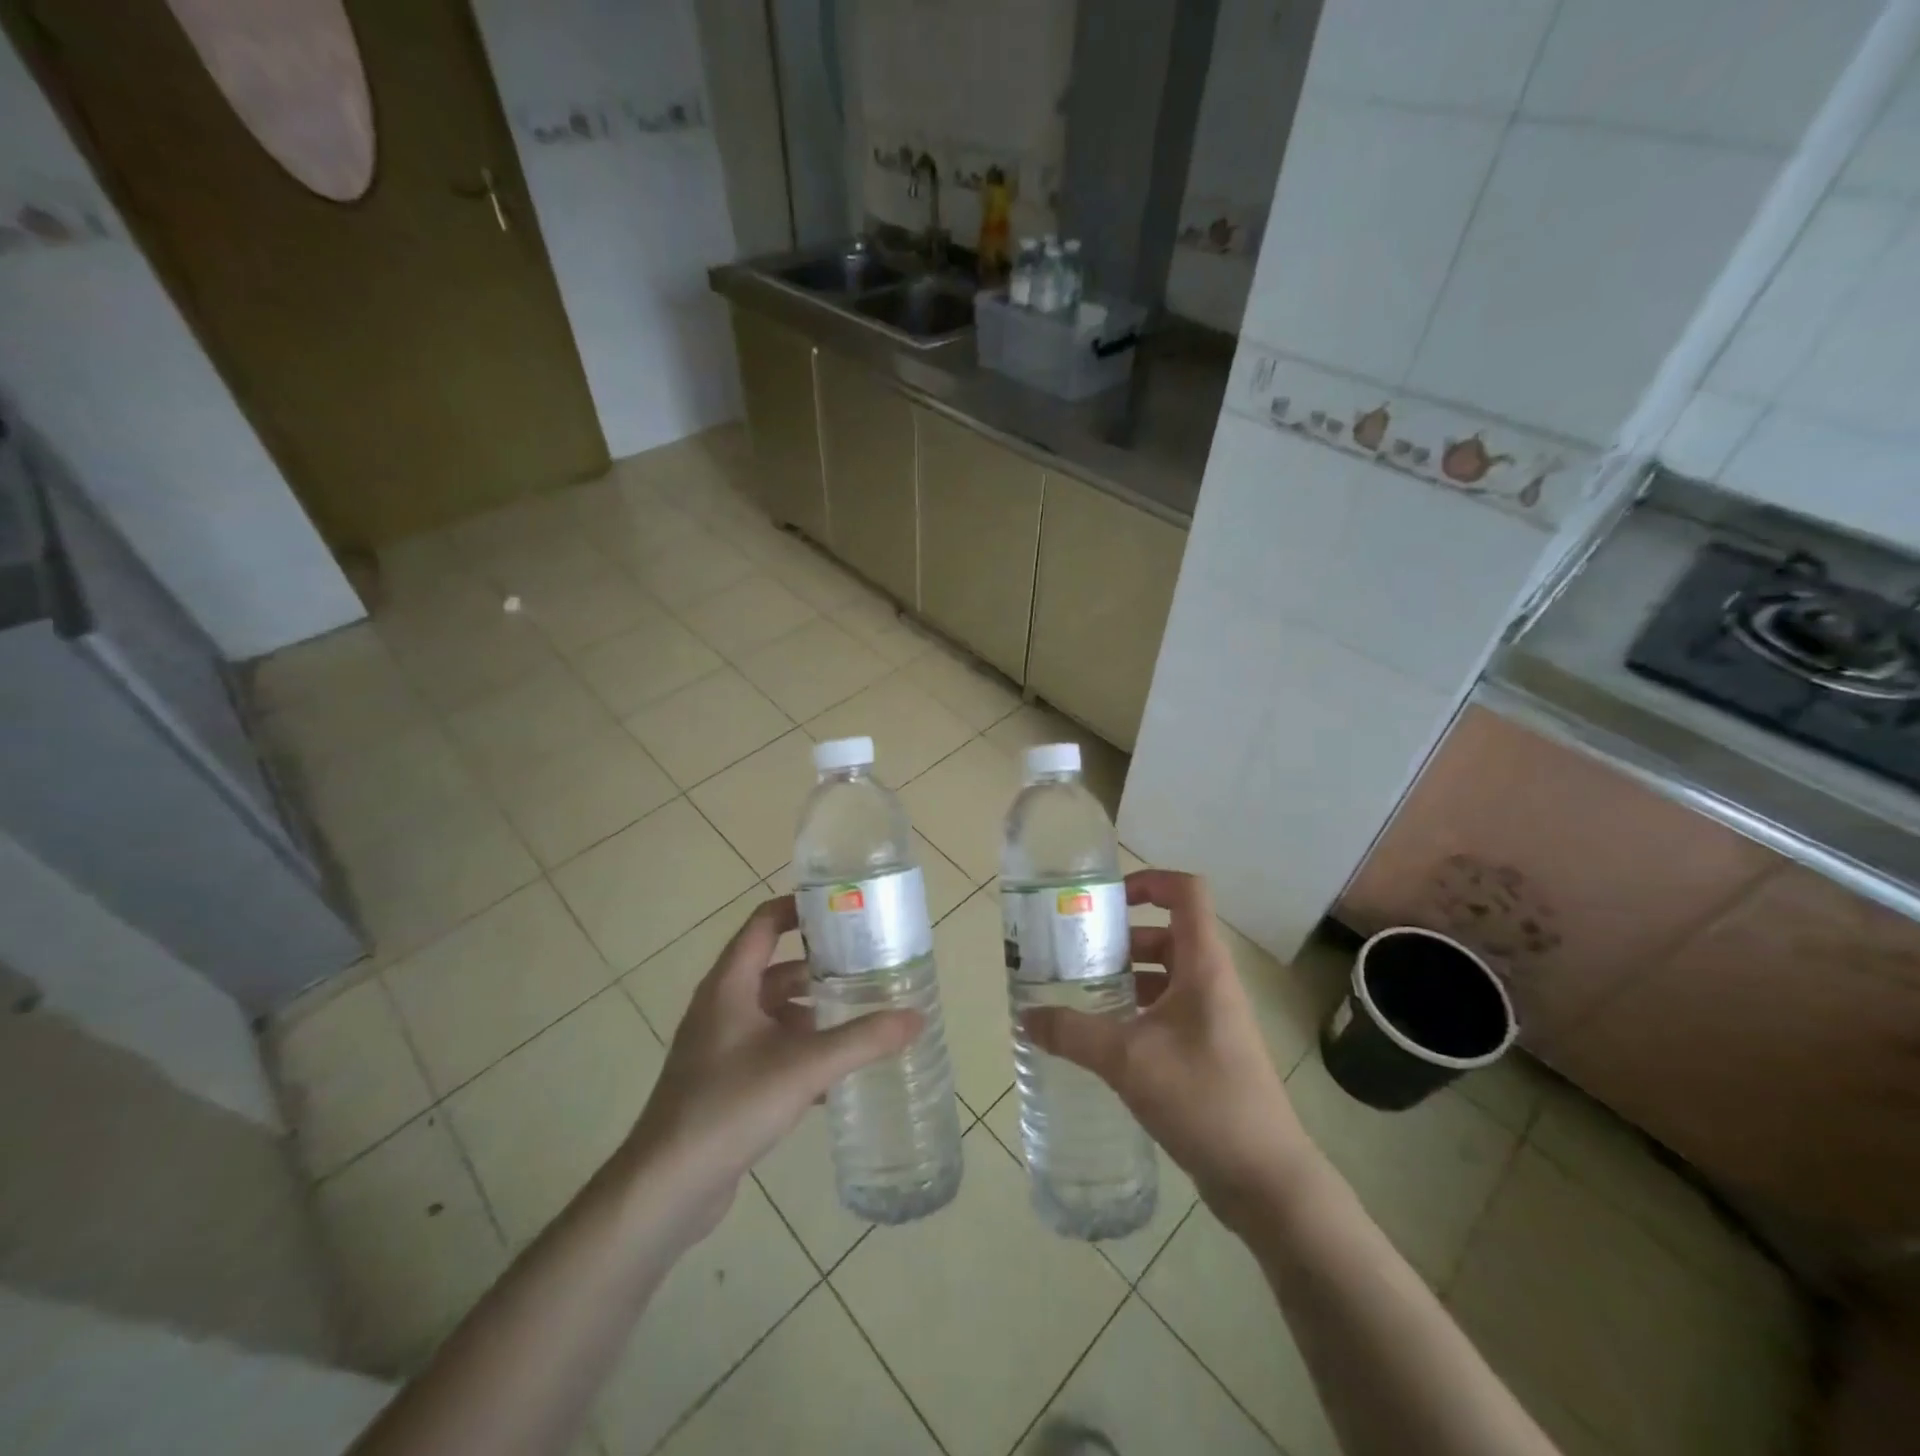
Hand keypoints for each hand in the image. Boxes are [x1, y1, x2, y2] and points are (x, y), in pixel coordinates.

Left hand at [625, 896, 920, 1239]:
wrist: (666, 1186)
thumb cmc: (730, 1106)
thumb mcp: (805, 1067)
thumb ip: (863, 1040)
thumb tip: (917, 1017)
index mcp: (730, 985)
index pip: (764, 923)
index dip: (800, 909)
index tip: (842, 910)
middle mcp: (722, 1006)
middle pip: (776, 970)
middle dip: (820, 969)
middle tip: (867, 969)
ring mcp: (720, 1046)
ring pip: (775, 1014)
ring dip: (813, 1014)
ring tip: (860, 1019)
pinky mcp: (723, 1082)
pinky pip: (770, 1050)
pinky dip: (801, 1051)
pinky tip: (836, 1075)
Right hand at [1022, 870, 1318, 1231]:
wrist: (1266, 1179)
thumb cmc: (1204, 1098)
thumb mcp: (1129, 1060)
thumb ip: (1073, 1033)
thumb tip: (1026, 1017)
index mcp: (1204, 966)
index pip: (1187, 893)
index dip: (1150, 881)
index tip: (1106, 900)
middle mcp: (1211, 982)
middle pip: (1168, 933)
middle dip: (1121, 937)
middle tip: (1077, 952)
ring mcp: (1213, 1018)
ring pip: (1166, 975)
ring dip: (1127, 976)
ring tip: (1081, 993)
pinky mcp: (1209, 1050)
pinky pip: (1168, 1010)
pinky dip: (1137, 1010)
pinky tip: (1105, 1037)